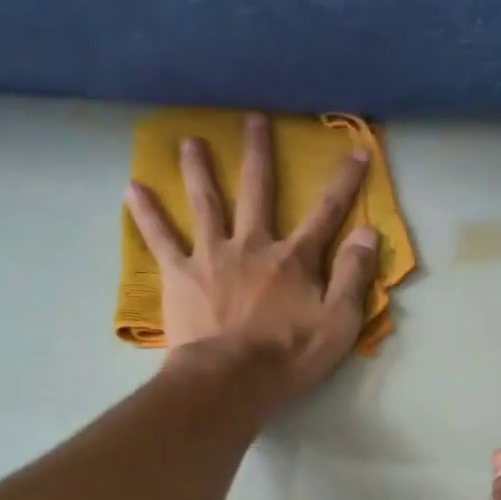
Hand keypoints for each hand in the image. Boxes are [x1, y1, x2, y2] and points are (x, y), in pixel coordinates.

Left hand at [124, 112, 378, 401]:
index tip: (356, 151)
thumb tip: (368, 233)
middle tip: (253, 119)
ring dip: (199, 170)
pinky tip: (132, 189)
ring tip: (190, 141)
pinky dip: (146, 214)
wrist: (230, 380)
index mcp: (293, 259)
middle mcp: (252, 245)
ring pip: (206, 203)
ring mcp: (212, 256)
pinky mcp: (180, 275)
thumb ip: (354, 276)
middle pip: (257, 191)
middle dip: (258, 154)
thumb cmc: (288, 356)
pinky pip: (160, 239)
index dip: (344, 182)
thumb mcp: (339, 323)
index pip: (326, 213)